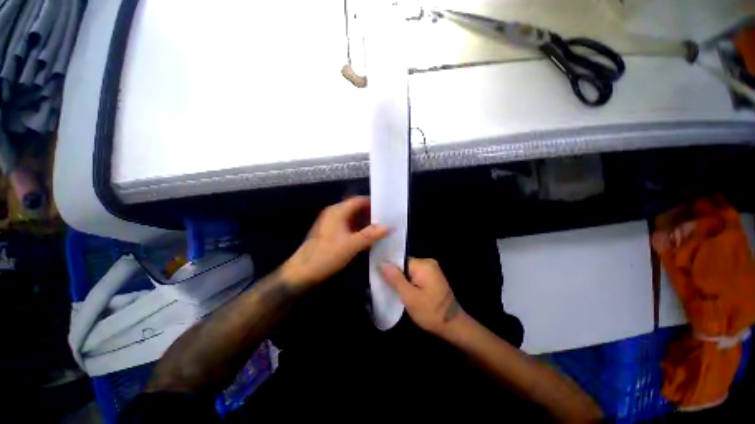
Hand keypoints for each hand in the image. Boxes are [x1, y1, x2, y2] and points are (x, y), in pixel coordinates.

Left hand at [281, 197, 389, 289]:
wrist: (303, 271)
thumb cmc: (327, 255)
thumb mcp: (352, 245)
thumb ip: (371, 235)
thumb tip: (389, 226)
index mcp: (337, 211)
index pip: (358, 200)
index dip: (372, 203)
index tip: (386, 209)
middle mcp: (333, 213)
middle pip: (355, 208)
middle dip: (370, 214)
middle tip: (385, 220)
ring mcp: (331, 223)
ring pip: (352, 218)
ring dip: (364, 223)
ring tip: (379, 229)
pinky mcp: (330, 232)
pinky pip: (347, 226)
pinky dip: (357, 229)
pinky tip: (366, 238)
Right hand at [381, 258, 464, 336]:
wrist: (454, 326)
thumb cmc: (431, 312)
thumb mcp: (410, 297)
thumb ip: (396, 279)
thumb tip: (383, 263)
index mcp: (424, 265)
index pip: (400, 261)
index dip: (390, 270)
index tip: (382, 280)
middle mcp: (428, 262)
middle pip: (405, 265)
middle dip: (396, 276)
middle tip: (388, 289)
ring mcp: (432, 269)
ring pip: (409, 271)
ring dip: (403, 280)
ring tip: (395, 291)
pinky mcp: (432, 277)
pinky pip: (416, 275)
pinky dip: (410, 282)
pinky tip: (406, 292)